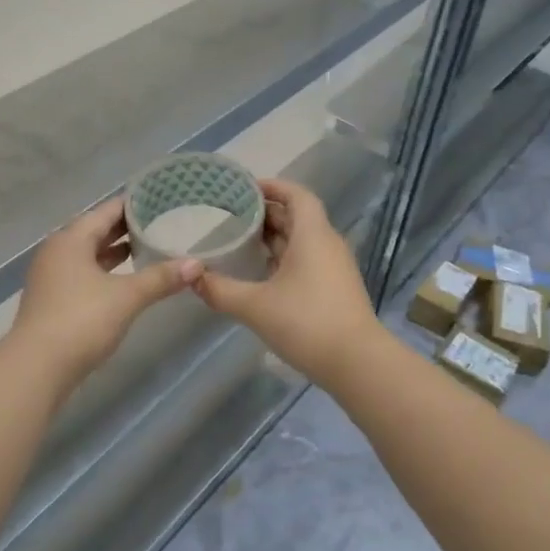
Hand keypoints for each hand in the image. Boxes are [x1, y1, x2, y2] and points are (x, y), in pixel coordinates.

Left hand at [10, 197, 200, 380]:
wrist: (36, 368)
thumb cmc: (81, 321)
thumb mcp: (126, 297)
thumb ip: (161, 278)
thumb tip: (196, 264)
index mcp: (71, 239)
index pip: (106, 211)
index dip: (133, 204)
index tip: (161, 199)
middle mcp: (57, 251)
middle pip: (96, 230)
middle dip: (127, 228)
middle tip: (162, 222)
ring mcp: (52, 276)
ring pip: (89, 254)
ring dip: (116, 251)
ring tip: (149, 247)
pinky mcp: (53, 299)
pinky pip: (84, 273)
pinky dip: (105, 271)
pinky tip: (126, 279)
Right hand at [193, 180, 382, 384]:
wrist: (357, 364)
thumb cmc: (306, 323)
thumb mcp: (255, 306)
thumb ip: (220, 290)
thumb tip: (192, 278)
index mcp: (313, 235)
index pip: (297, 195)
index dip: (273, 186)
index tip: (243, 188)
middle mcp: (326, 245)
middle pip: (297, 216)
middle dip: (265, 213)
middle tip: (230, 215)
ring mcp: (333, 268)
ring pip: (301, 241)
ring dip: (273, 238)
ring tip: (239, 241)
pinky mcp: (334, 290)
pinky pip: (306, 261)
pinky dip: (282, 259)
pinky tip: (259, 274)